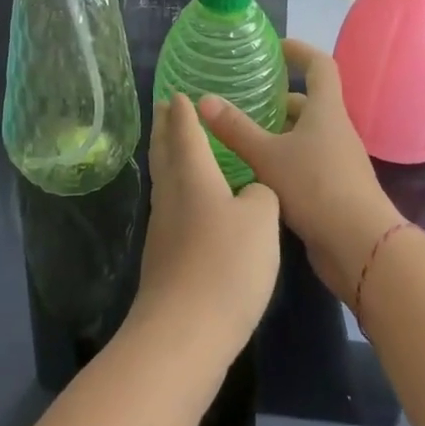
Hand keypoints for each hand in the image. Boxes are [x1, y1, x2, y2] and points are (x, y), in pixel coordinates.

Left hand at [128, 94, 280, 361]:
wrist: (184, 334)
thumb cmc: (225, 265)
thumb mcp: (261, 221)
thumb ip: (261, 194)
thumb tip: (250, 192)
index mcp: (192, 175)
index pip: (184, 131)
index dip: (182, 110)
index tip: (177, 91)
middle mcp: (171, 194)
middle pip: (163, 151)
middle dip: (164, 126)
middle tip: (164, 106)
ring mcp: (163, 228)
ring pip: (164, 179)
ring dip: (167, 156)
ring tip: (177, 145)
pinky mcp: (164, 258)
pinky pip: (170, 206)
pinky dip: (176, 189)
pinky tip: (191, 202)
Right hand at [199, 39, 404, 304]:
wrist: (361, 247)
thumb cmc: (316, 187)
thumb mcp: (267, 155)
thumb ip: (235, 128)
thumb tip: (203, 100)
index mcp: (326, 111)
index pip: (320, 65)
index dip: (300, 51)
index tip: (276, 48)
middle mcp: (336, 130)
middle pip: (309, 103)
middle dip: (279, 99)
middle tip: (245, 100)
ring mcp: (338, 161)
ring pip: (306, 135)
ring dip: (279, 132)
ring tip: (243, 136)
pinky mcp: (334, 189)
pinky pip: (307, 162)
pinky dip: (284, 159)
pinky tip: (258, 173)